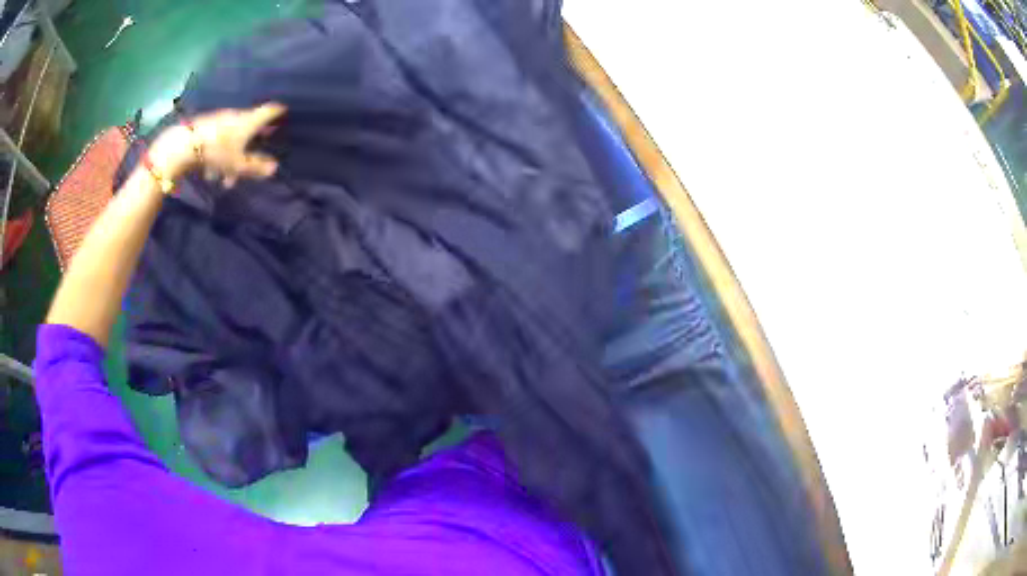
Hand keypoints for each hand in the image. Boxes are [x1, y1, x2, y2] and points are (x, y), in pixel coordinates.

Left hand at [149, 103, 285, 187]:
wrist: (183, 145)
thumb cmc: (216, 152)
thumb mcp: (237, 165)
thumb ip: (255, 167)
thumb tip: (274, 168)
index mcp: (248, 121)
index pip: (268, 111)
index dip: (277, 111)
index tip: (284, 111)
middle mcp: (237, 117)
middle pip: (249, 125)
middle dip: (252, 141)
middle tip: (254, 155)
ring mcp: (220, 120)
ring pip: (232, 136)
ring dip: (232, 154)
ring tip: (225, 178)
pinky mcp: (206, 126)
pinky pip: (218, 140)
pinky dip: (219, 152)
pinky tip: (210, 171)